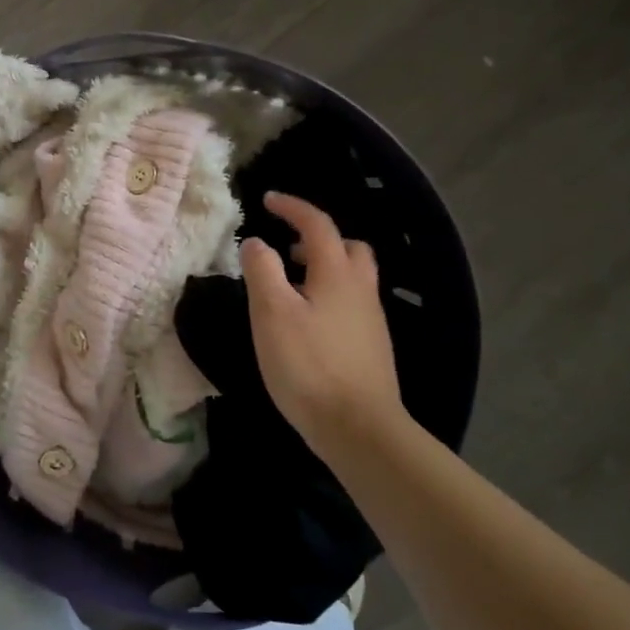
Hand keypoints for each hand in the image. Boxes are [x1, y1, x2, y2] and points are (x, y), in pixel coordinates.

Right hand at [240, 192, 406, 445]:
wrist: (360, 429)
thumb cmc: (309, 365)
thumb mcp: (272, 313)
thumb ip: (262, 270)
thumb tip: (257, 242)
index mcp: (337, 273)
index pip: (317, 224)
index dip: (292, 207)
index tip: (267, 200)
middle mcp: (361, 289)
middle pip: (348, 247)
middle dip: (317, 237)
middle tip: (288, 246)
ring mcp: (371, 319)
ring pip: (353, 277)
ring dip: (324, 267)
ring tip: (292, 284)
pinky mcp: (372, 346)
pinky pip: (352, 303)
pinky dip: (330, 295)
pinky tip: (309, 322)